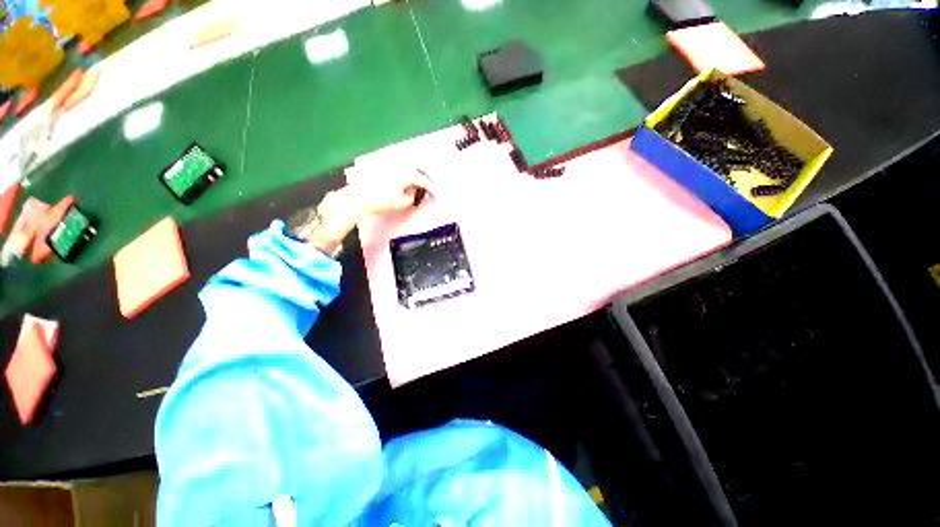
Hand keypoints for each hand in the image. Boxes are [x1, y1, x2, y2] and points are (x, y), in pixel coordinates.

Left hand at [305, 170, 432, 254]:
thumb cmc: (382, 200)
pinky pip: (398, 169)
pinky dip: (404, 175)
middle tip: (428, 187)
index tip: (435, 194)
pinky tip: (403, 182)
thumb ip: (412, 196)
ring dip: (414, 176)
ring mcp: (389, 165)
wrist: (359, 197)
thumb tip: (413, 191)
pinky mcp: (381, 167)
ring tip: (416, 185)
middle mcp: (399, 166)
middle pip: (416, 170)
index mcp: (407, 174)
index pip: (423, 180)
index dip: (431, 188)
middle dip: (423, 179)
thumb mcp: (402, 202)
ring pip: (407, 169)